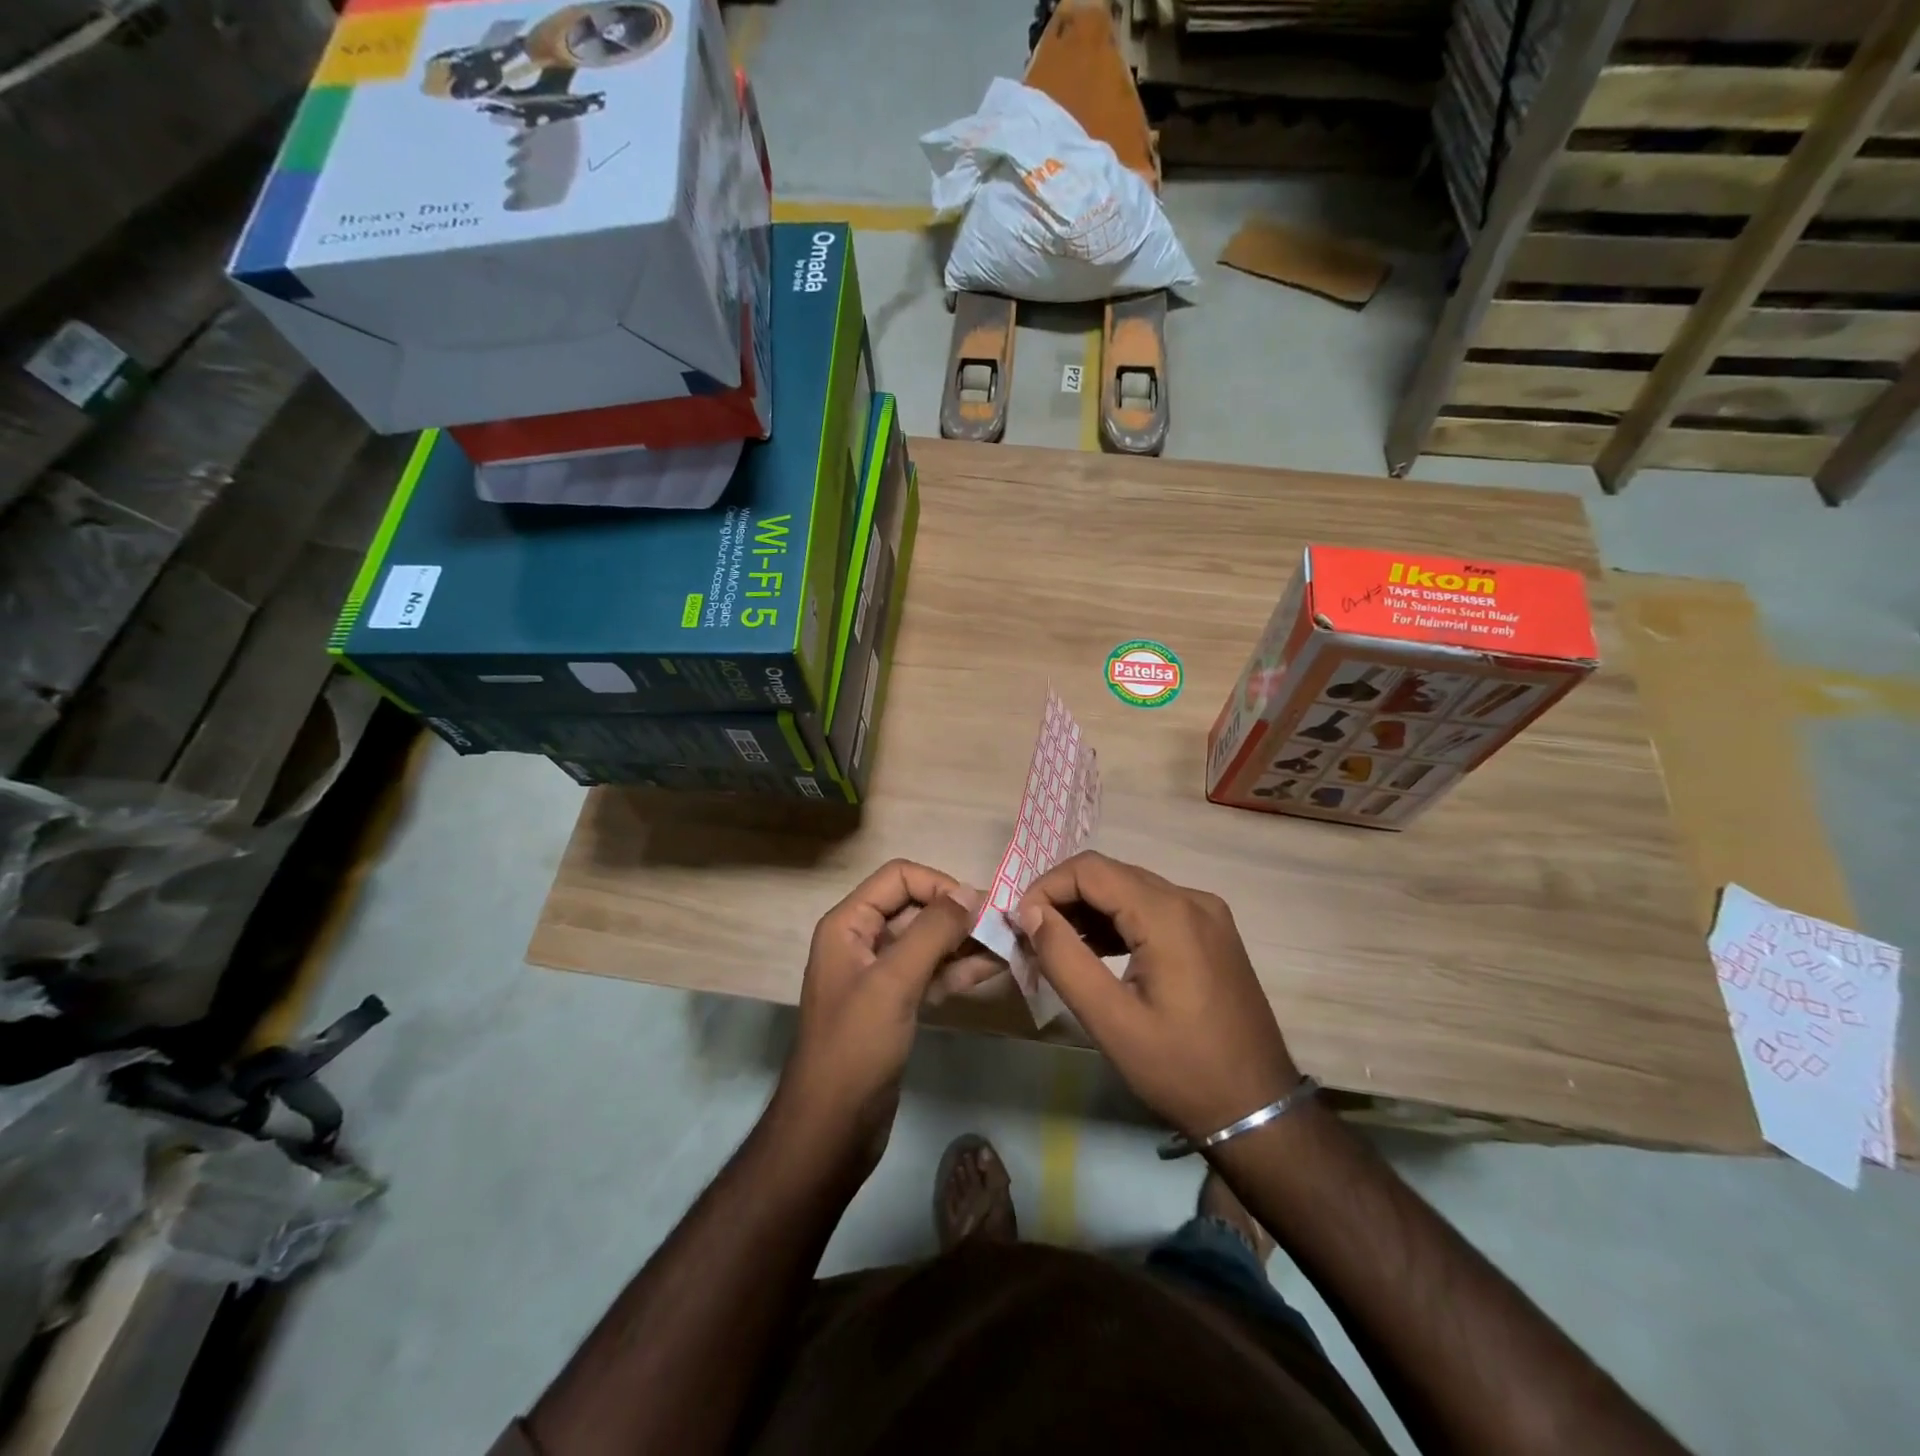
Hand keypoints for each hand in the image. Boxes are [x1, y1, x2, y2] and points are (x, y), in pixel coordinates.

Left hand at [774, 861, 985, 1171]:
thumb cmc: (856, 1046)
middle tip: (1003, 925)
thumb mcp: (894, 981)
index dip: (938, 884)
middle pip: (916, 908)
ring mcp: (881, 975)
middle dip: (957, 913)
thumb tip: (970, 892)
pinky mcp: (897, 1005)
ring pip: (928, 942)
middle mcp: (863, 941)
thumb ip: (932, 931)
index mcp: (849, 925)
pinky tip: (994, 968)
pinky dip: (960, 969)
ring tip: (1009, 944)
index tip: (977, 907)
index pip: (898, 878)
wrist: (832, 1128)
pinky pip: (932, 973)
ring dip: (965, 941)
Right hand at [1015, 851, 1299, 1138]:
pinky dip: (1118, 921)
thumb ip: (1064, 959)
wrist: (1257, 1108)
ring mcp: (1207, 913)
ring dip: (1089, 909)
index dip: (1047, 887)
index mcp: (1169, 915)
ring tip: (1057, 945)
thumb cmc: (1180, 1069)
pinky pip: (1153, 907)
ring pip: (1130, 889)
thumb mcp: (1110, 1021)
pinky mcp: (1211, 931)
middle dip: (1064, 897)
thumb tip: (1030, 913)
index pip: (1091, 869)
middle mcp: (1191, 899)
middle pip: (1111, 874)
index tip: (1020, 924)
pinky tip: (1096, 951)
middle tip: (1032, 936)